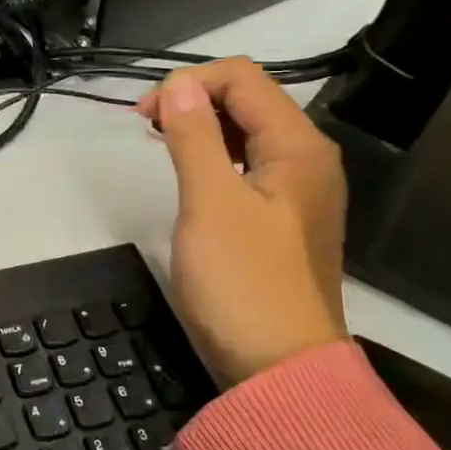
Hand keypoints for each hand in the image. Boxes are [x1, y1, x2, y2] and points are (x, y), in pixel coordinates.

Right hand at [136, 61, 347, 387]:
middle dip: (193, 100)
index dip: (189, 82)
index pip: (242, 78)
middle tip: (146, 126)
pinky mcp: (281, 218)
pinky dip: (213, 156)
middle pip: (248, 100)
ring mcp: (296, 190)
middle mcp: (306, 159)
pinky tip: (188, 171)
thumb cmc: (242, 282)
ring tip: (160, 142)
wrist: (279, 371)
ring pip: (246, 132)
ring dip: (201, 126)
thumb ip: (194, 136)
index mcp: (298, 146)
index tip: (144, 115)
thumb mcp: (210, 202)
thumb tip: (179, 83)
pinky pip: (246, 165)